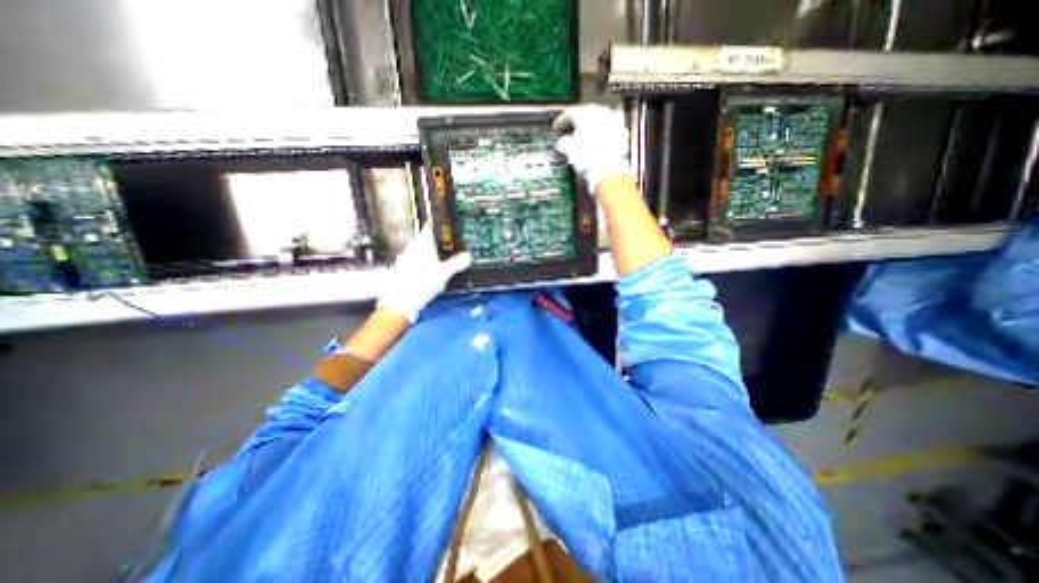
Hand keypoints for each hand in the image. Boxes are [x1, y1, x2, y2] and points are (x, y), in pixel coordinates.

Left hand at [377, 223, 472, 323]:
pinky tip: (431, 268)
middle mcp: (413, 248)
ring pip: (421, 249)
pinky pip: (417, 259)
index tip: (447, 221)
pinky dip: (425, 260)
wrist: (400, 301)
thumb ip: (457, 263)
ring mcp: (406, 258)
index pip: (430, 226)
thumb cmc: (422, 283)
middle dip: (438, 238)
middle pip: (426, 238)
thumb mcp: (444, 273)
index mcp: (423, 244)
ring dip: (431, 250)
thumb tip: (468, 256)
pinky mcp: (403, 269)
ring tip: (444, 254)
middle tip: (451, 240)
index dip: (439, 222)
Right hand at [552, 105, 632, 196]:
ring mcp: (614, 121)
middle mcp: (600, 112)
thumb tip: (562, 142)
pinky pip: (610, 129)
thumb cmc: (586, 158)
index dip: (561, 121)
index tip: (556, 127)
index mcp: (584, 113)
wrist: (608, 171)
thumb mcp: (570, 151)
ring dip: (592, 126)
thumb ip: (564, 143)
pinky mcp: (622, 132)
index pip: (569, 113)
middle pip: (586, 113)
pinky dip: (603, 134)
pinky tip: (599, 142)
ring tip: (585, 136)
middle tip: (571, 130)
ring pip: (599, 119)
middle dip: (578, 122)